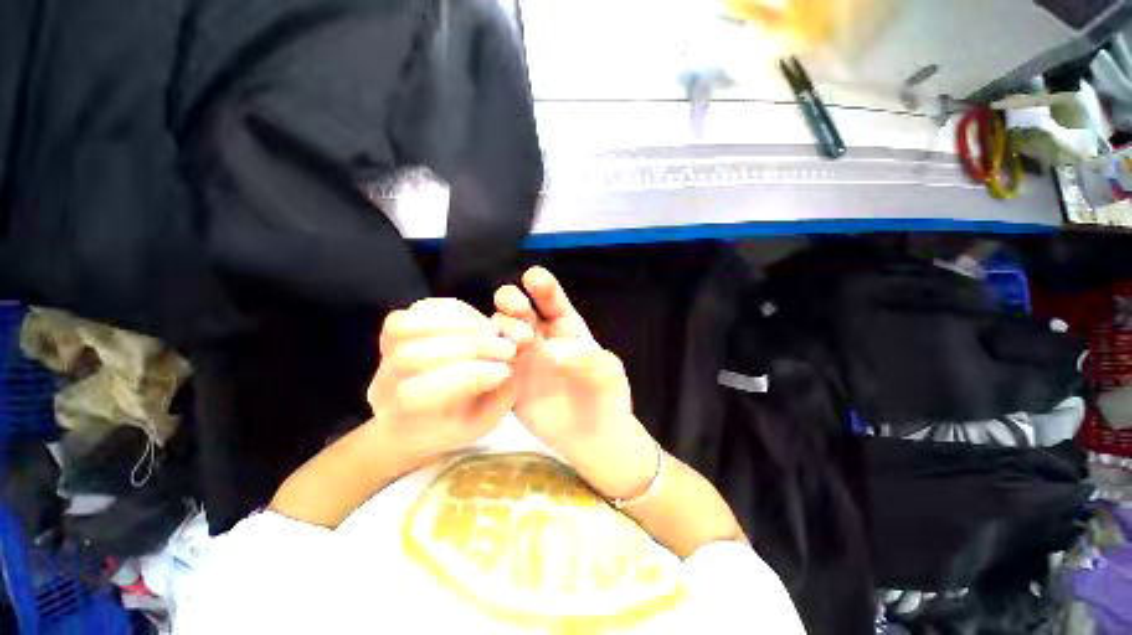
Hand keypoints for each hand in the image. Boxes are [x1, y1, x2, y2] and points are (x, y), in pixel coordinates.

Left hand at [367, 298, 531, 468]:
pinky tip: (477, 320)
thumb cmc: (451, 425)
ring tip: (493, 331)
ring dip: (459, 324)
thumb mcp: (481, 424)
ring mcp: (384, 352)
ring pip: (405, 327)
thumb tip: (512, 364)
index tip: (504, 371)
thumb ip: (497, 398)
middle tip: (505, 348)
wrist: (412, 417)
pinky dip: (451, 310)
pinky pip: (416, 310)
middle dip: (469, 347)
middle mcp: (383, 382)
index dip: (469, 377)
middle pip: (411, 355)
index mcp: (401, 416)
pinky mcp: (396, 328)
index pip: (422, 392)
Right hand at [493, 267, 658, 500]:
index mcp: (565, 326)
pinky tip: (493, 360)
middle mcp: (540, 336)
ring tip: (518, 344)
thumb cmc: (607, 396)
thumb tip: (552, 350)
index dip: (542, 285)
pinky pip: (491, 362)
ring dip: (502, 328)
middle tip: (520, 311)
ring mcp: (522, 358)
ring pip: (500, 331)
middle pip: (517, 308)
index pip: (550, 299)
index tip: (533, 278)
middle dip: (512, 300)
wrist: (595, 435)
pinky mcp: (509, 381)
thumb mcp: (608, 369)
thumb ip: (587, 355)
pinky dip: (488, 357)